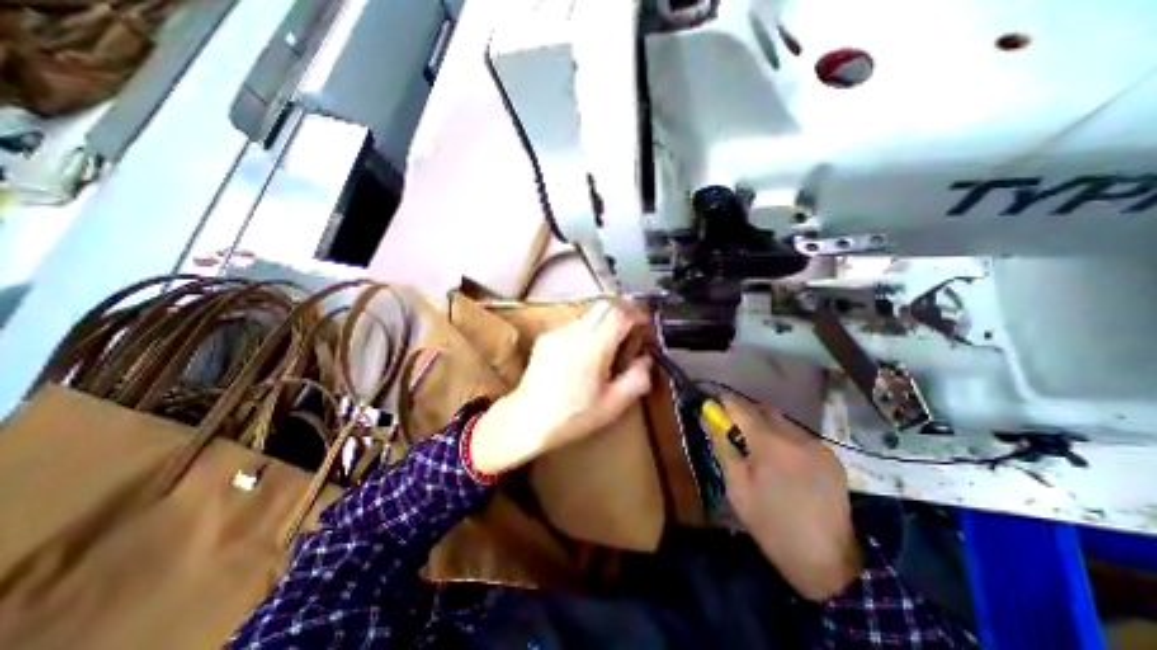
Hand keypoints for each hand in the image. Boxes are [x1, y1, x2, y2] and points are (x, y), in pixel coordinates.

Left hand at [468, 302, 649, 473]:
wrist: (527, 420)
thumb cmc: (572, 416)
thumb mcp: (613, 404)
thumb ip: (637, 378)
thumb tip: (646, 359)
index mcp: (592, 347)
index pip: (619, 313)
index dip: (637, 314)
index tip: (645, 325)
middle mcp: (574, 332)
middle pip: (605, 305)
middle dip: (624, 311)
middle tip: (632, 329)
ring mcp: (557, 332)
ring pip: (589, 313)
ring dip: (605, 321)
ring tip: (609, 345)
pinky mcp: (546, 337)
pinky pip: (574, 324)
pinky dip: (588, 330)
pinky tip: (585, 354)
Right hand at [716, 394, 866, 602]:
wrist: (828, 562)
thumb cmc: (770, 522)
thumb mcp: (737, 486)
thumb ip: (722, 446)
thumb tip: (707, 418)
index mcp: (769, 443)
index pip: (741, 407)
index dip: (725, 403)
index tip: (714, 408)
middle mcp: (796, 436)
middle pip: (763, 410)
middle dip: (745, 414)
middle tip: (734, 433)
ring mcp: (818, 445)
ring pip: (783, 421)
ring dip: (766, 426)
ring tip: (758, 450)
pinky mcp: (832, 457)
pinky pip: (800, 436)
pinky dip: (785, 438)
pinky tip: (783, 462)